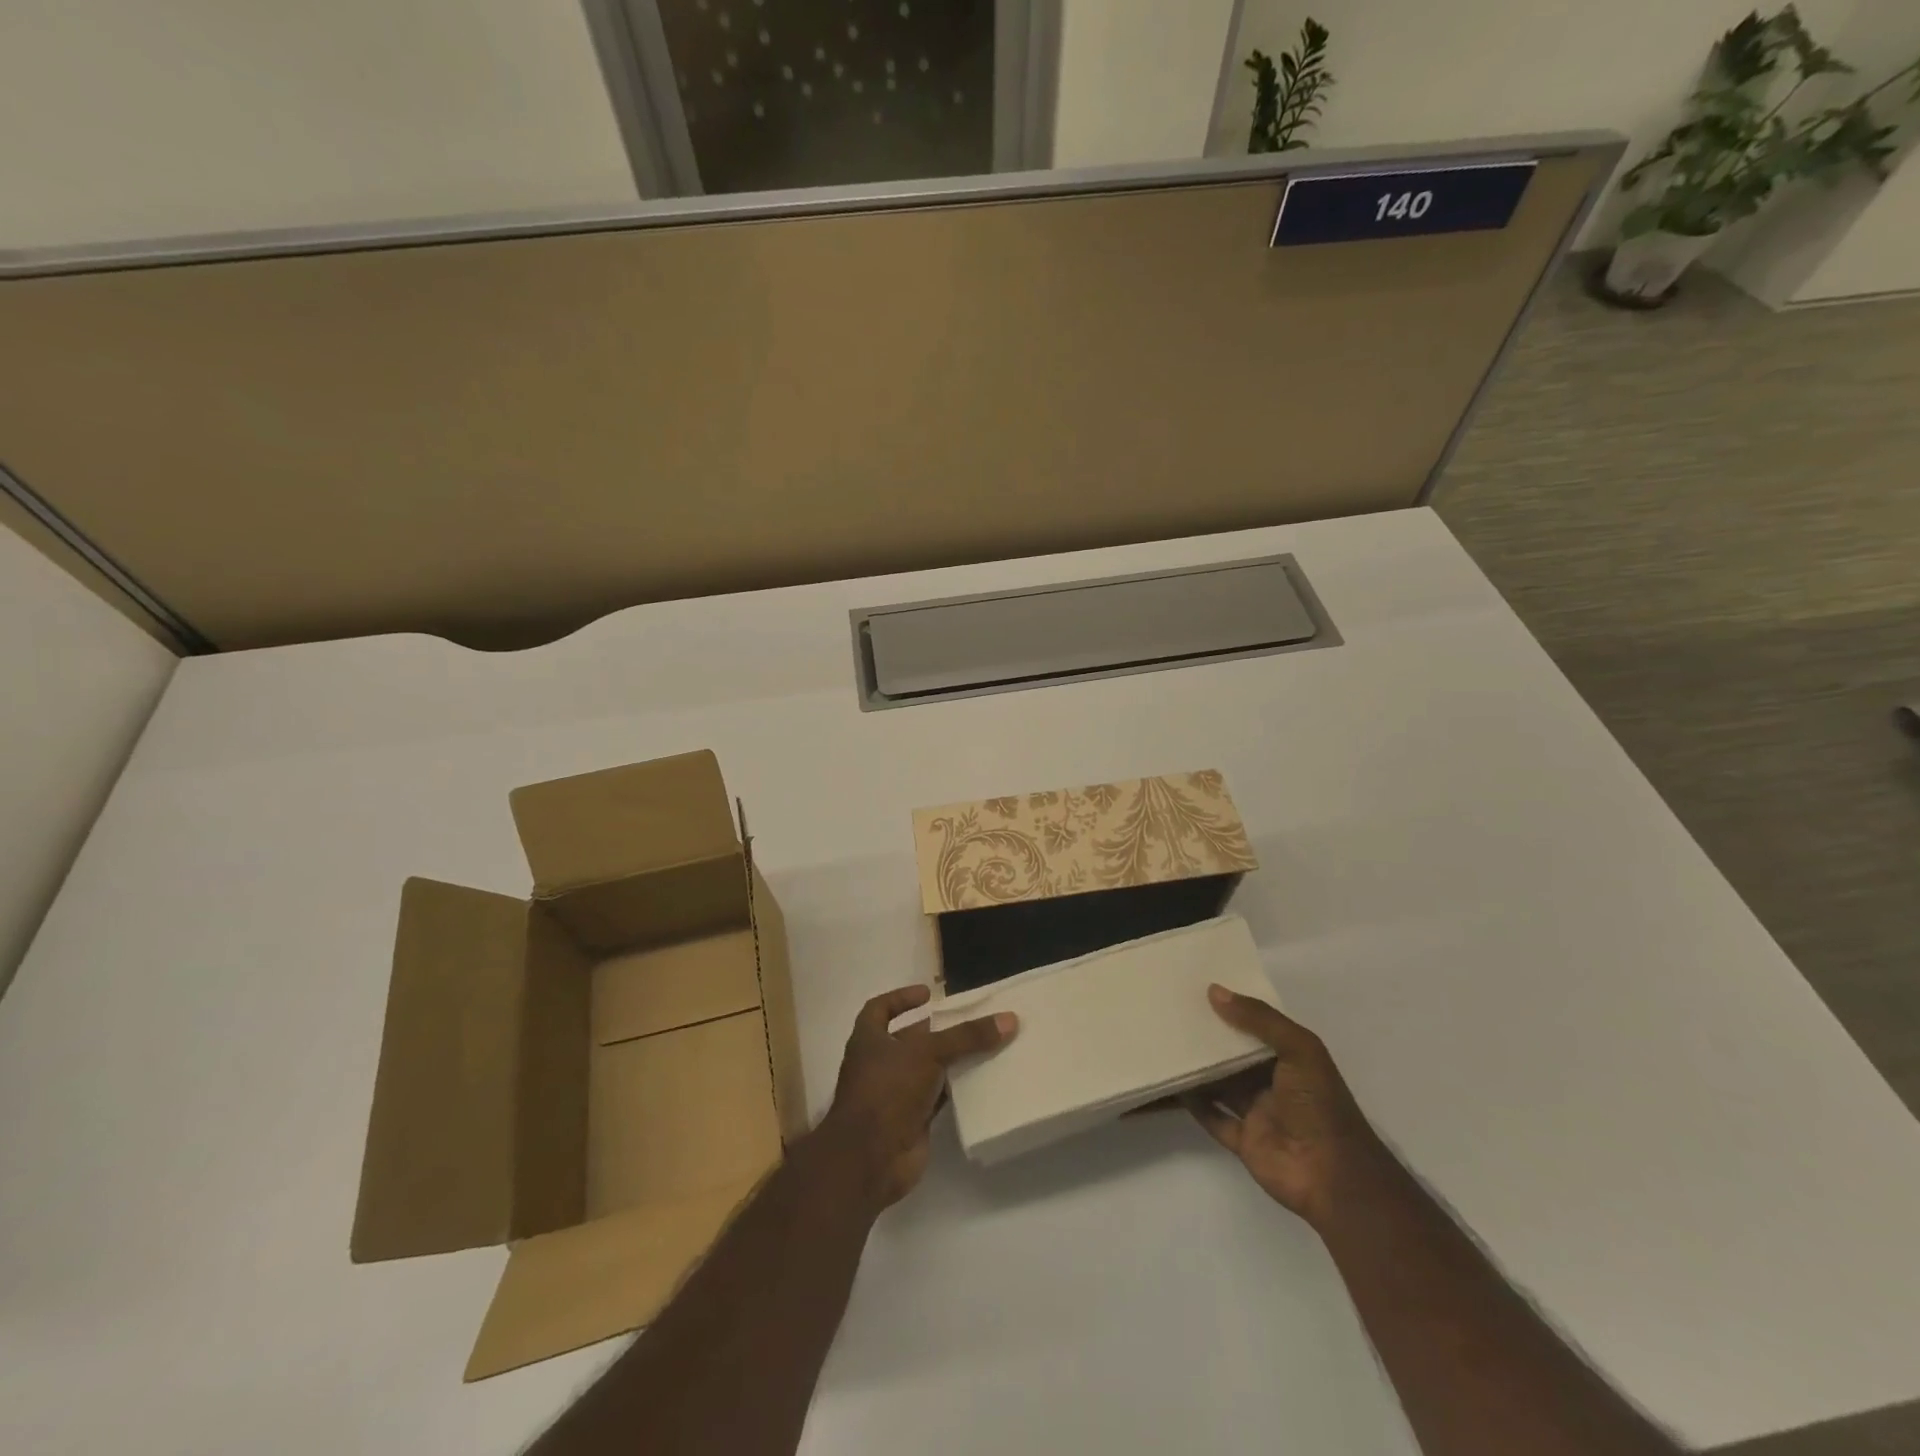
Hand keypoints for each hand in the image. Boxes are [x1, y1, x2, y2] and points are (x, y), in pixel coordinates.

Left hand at [817, 985, 1017, 1209]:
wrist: (870, 1160)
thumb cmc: (888, 1090)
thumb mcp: (927, 1053)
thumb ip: (966, 1036)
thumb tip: (1009, 1019)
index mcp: (869, 1039)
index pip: (880, 1009)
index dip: (901, 998)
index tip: (929, 993)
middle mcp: (879, 1063)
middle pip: (910, 1039)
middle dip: (937, 1030)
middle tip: (970, 1020)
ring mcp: (894, 1094)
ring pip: (927, 1069)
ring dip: (950, 1060)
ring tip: (984, 1046)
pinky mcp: (912, 1120)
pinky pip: (938, 1098)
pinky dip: (956, 1089)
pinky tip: (981, 1081)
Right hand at [1184, 985, 1384, 1229]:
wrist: (1334, 1177)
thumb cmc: (1320, 1105)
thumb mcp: (1300, 1050)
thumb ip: (1259, 1020)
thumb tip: (1214, 991)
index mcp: (1291, 1058)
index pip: (1257, 1027)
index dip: (1233, 1008)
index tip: (1199, 988)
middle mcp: (1272, 1082)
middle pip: (1234, 1055)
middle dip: (1209, 1037)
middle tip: (1172, 1011)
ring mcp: (1256, 1112)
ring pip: (1220, 1084)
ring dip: (1197, 1067)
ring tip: (1164, 1042)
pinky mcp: (1242, 1140)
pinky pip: (1211, 1117)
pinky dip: (1192, 1103)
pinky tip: (1169, 1084)